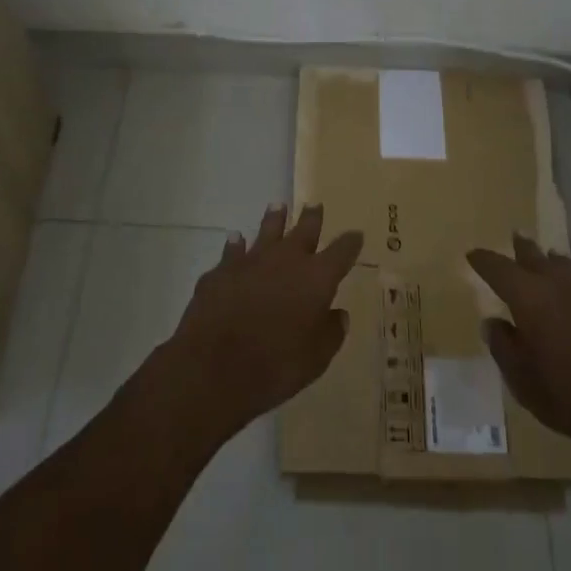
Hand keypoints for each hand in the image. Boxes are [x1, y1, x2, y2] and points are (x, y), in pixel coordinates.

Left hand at [165, 204, 362, 440]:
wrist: (214, 366)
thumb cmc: (275, 366)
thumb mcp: (315, 359)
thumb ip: (331, 333)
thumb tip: (339, 314)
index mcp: (317, 277)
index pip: (341, 251)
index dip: (350, 242)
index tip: (356, 235)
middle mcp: (287, 259)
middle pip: (305, 229)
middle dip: (312, 217)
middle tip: (315, 204)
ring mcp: (252, 259)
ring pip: (268, 229)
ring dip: (275, 218)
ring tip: (278, 206)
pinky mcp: (222, 269)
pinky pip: (233, 250)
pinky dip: (237, 244)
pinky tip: (236, 239)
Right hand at [467, 234, 570, 450]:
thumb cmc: (569, 393)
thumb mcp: (523, 380)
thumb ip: (504, 347)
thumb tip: (492, 323)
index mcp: (528, 296)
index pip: (498, 268)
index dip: (484, 260)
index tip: (473, 254)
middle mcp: (557, 285)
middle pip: (534, 257)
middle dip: (522, 248)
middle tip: (515, 236)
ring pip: (564, 268)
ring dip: (552, 262)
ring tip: (548, 258)